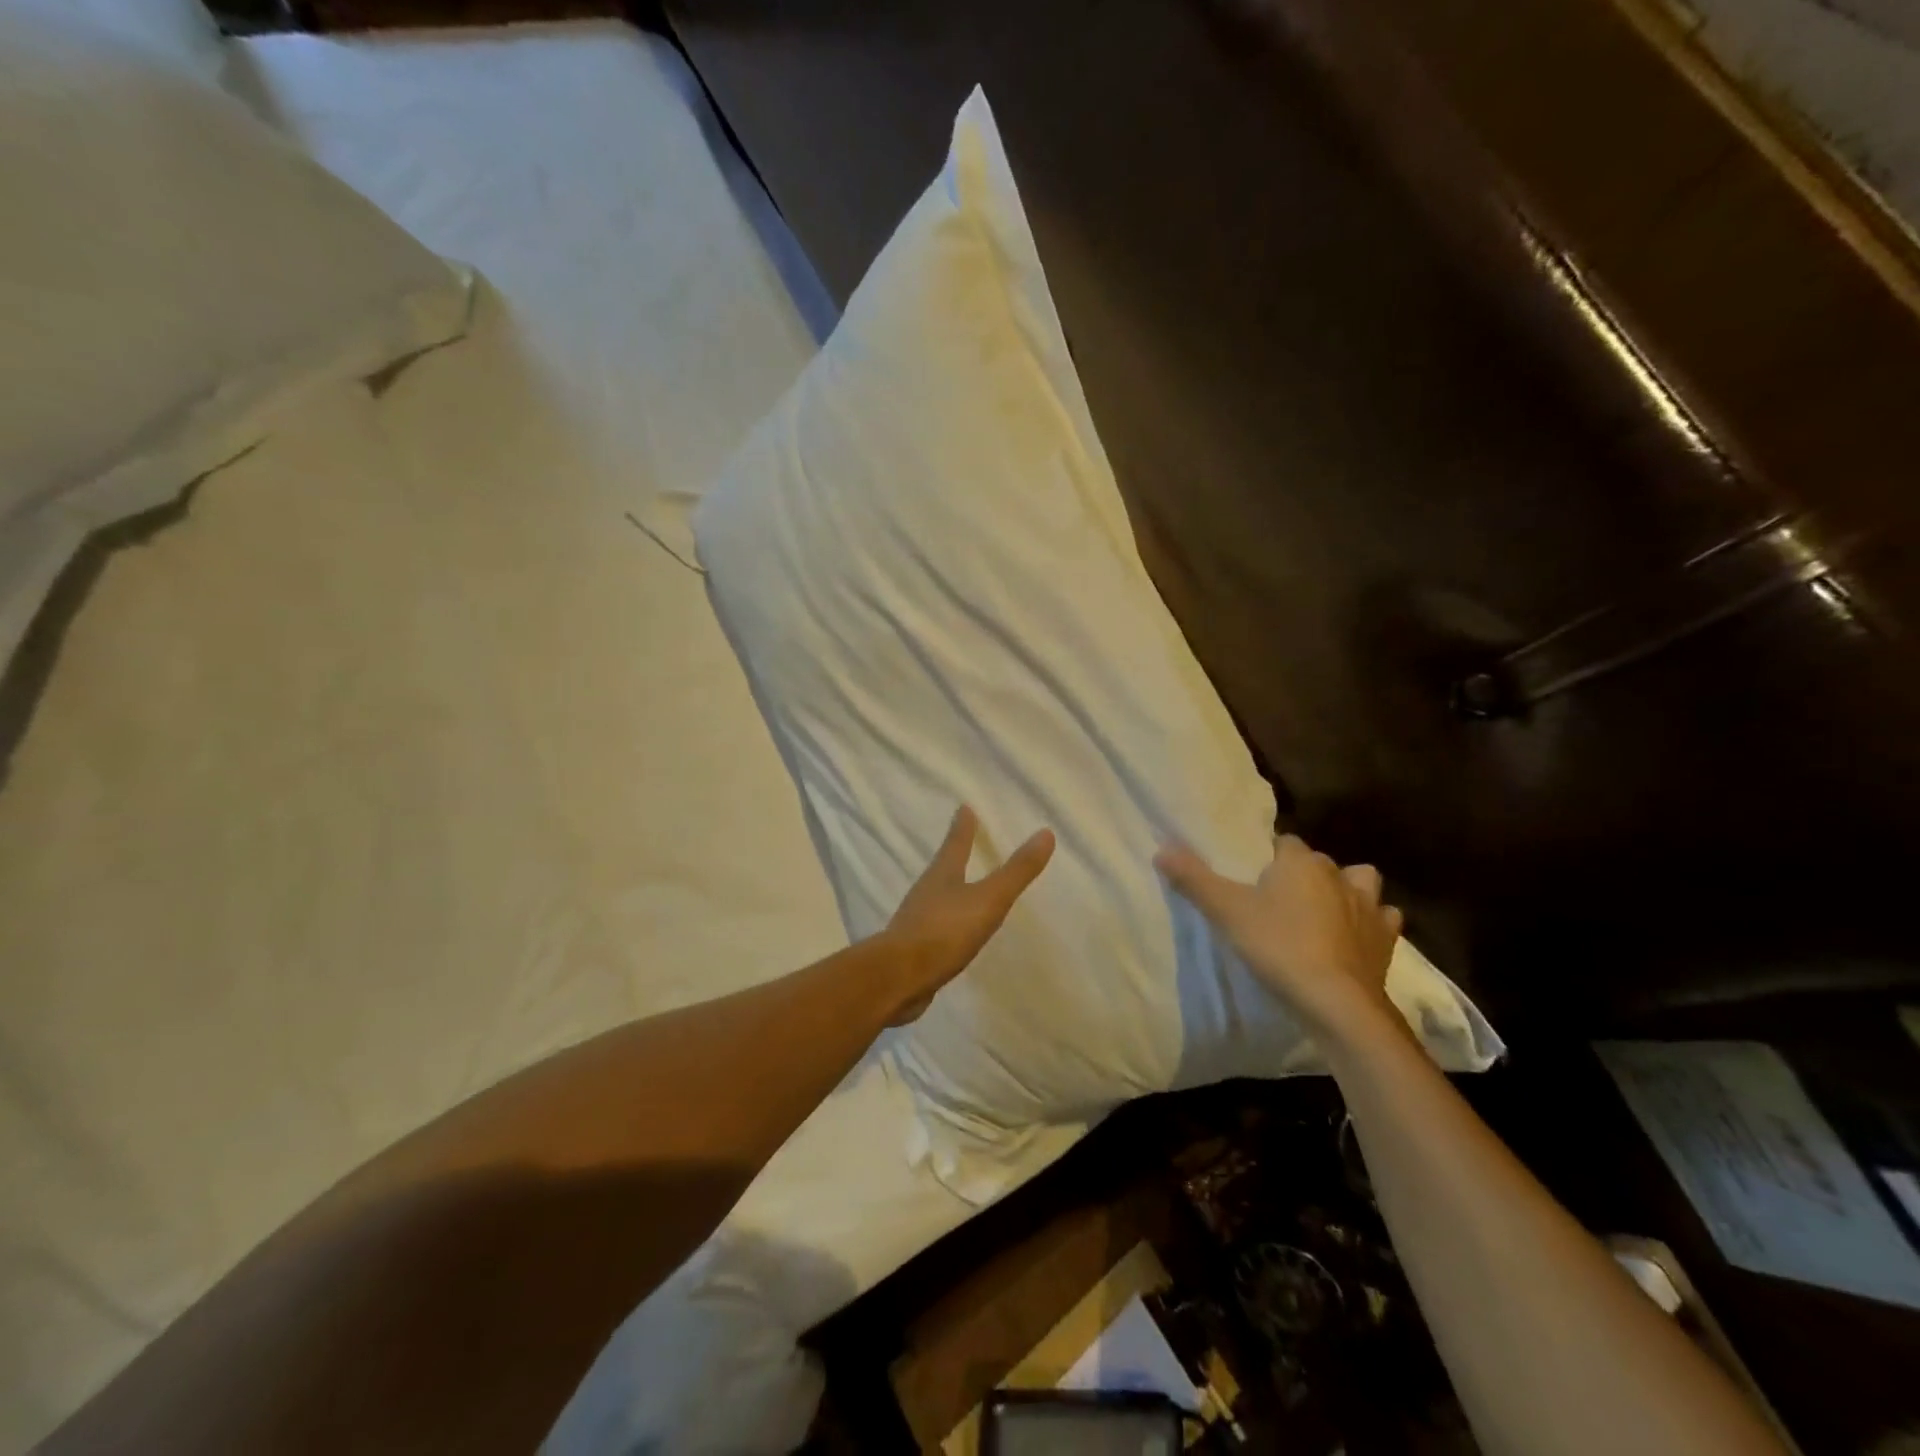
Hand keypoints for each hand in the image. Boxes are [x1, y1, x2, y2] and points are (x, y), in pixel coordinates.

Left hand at [880, 806, 1055, 1023]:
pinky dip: (945, 921)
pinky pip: (933, 926)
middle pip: (942, 866)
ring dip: (948, 888)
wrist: (899, 978)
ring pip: (936, 895)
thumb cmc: (945, 931)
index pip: (955, 843)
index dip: (963, 826)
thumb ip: (1016, 871)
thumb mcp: (989, 900)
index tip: (964, 807)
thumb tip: (1046, 833)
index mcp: (942, 874)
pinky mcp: (913, 948)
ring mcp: (916, 920)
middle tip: (961, 842)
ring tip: (959, 885)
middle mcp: (926, 891)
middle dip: (953, 855)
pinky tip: (952, 931)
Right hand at [1156, 833, 1402, 1041]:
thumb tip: (1162, 848)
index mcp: (1300, 862)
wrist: (1337, 1002)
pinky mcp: (1386, 940)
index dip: (1268, 858)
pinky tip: (1355, 937)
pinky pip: (1383, 919)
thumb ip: (1194, 878)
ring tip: (1323, 911)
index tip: (1252, 879)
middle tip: (1278, 900)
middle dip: (1302, 874)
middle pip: (1318, 862)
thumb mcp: (1226, 912)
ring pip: (1360, 883)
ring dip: (1346, 890)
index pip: (1283, 843)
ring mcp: (1369, 907)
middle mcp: (1339, 875)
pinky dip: (1371, 923)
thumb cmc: (1278, 947)